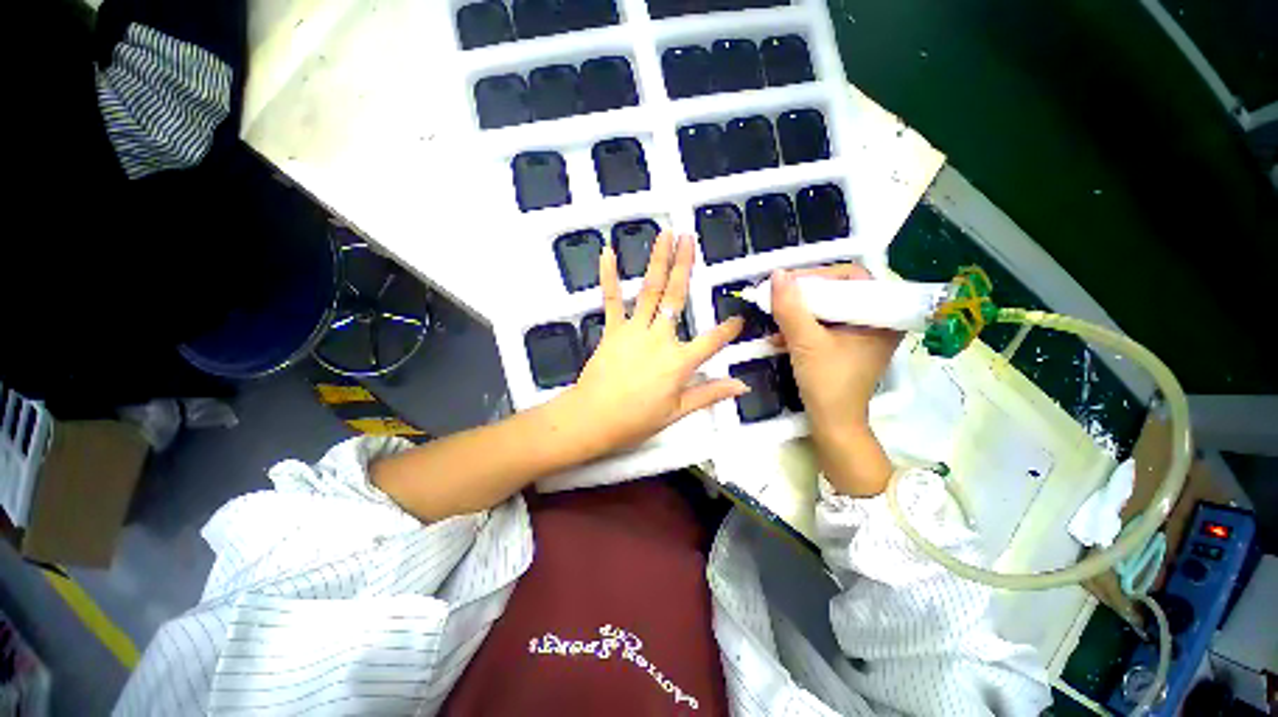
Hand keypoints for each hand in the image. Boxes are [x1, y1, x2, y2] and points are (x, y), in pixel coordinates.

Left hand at [557, 231, 745, 457]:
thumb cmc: (636, 419)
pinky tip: (608, 252)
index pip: (712, 341)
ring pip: (650, 291)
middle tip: (691, 239)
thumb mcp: (677, 412)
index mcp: (679, 361)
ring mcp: (634, 330)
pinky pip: (611, 300)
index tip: (740, 319)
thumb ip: (710, 394)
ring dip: (658, 261)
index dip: (728, 330)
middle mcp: (660, 338)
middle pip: (676, 298)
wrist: (593, 418)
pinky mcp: (612, 330)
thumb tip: (742, 386)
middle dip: (685, 266)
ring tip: (666, 235)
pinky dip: (610, 276)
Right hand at [769, 264, 900, 494]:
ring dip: (800, 311)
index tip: (789, 282)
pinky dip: (802, 326)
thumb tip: (777, 275)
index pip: (853, 277)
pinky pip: (824, 325)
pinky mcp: (846, 347)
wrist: (832, 424)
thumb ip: (791, 308)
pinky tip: (780, 334)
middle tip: (779, 295)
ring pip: (828, 308)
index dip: (819, 275)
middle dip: (805, 294)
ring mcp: (861, 335)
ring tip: (776, 314)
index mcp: (881, 317)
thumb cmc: (828, 383)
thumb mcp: (806, 342)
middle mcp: (876, 321)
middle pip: (839, 291)